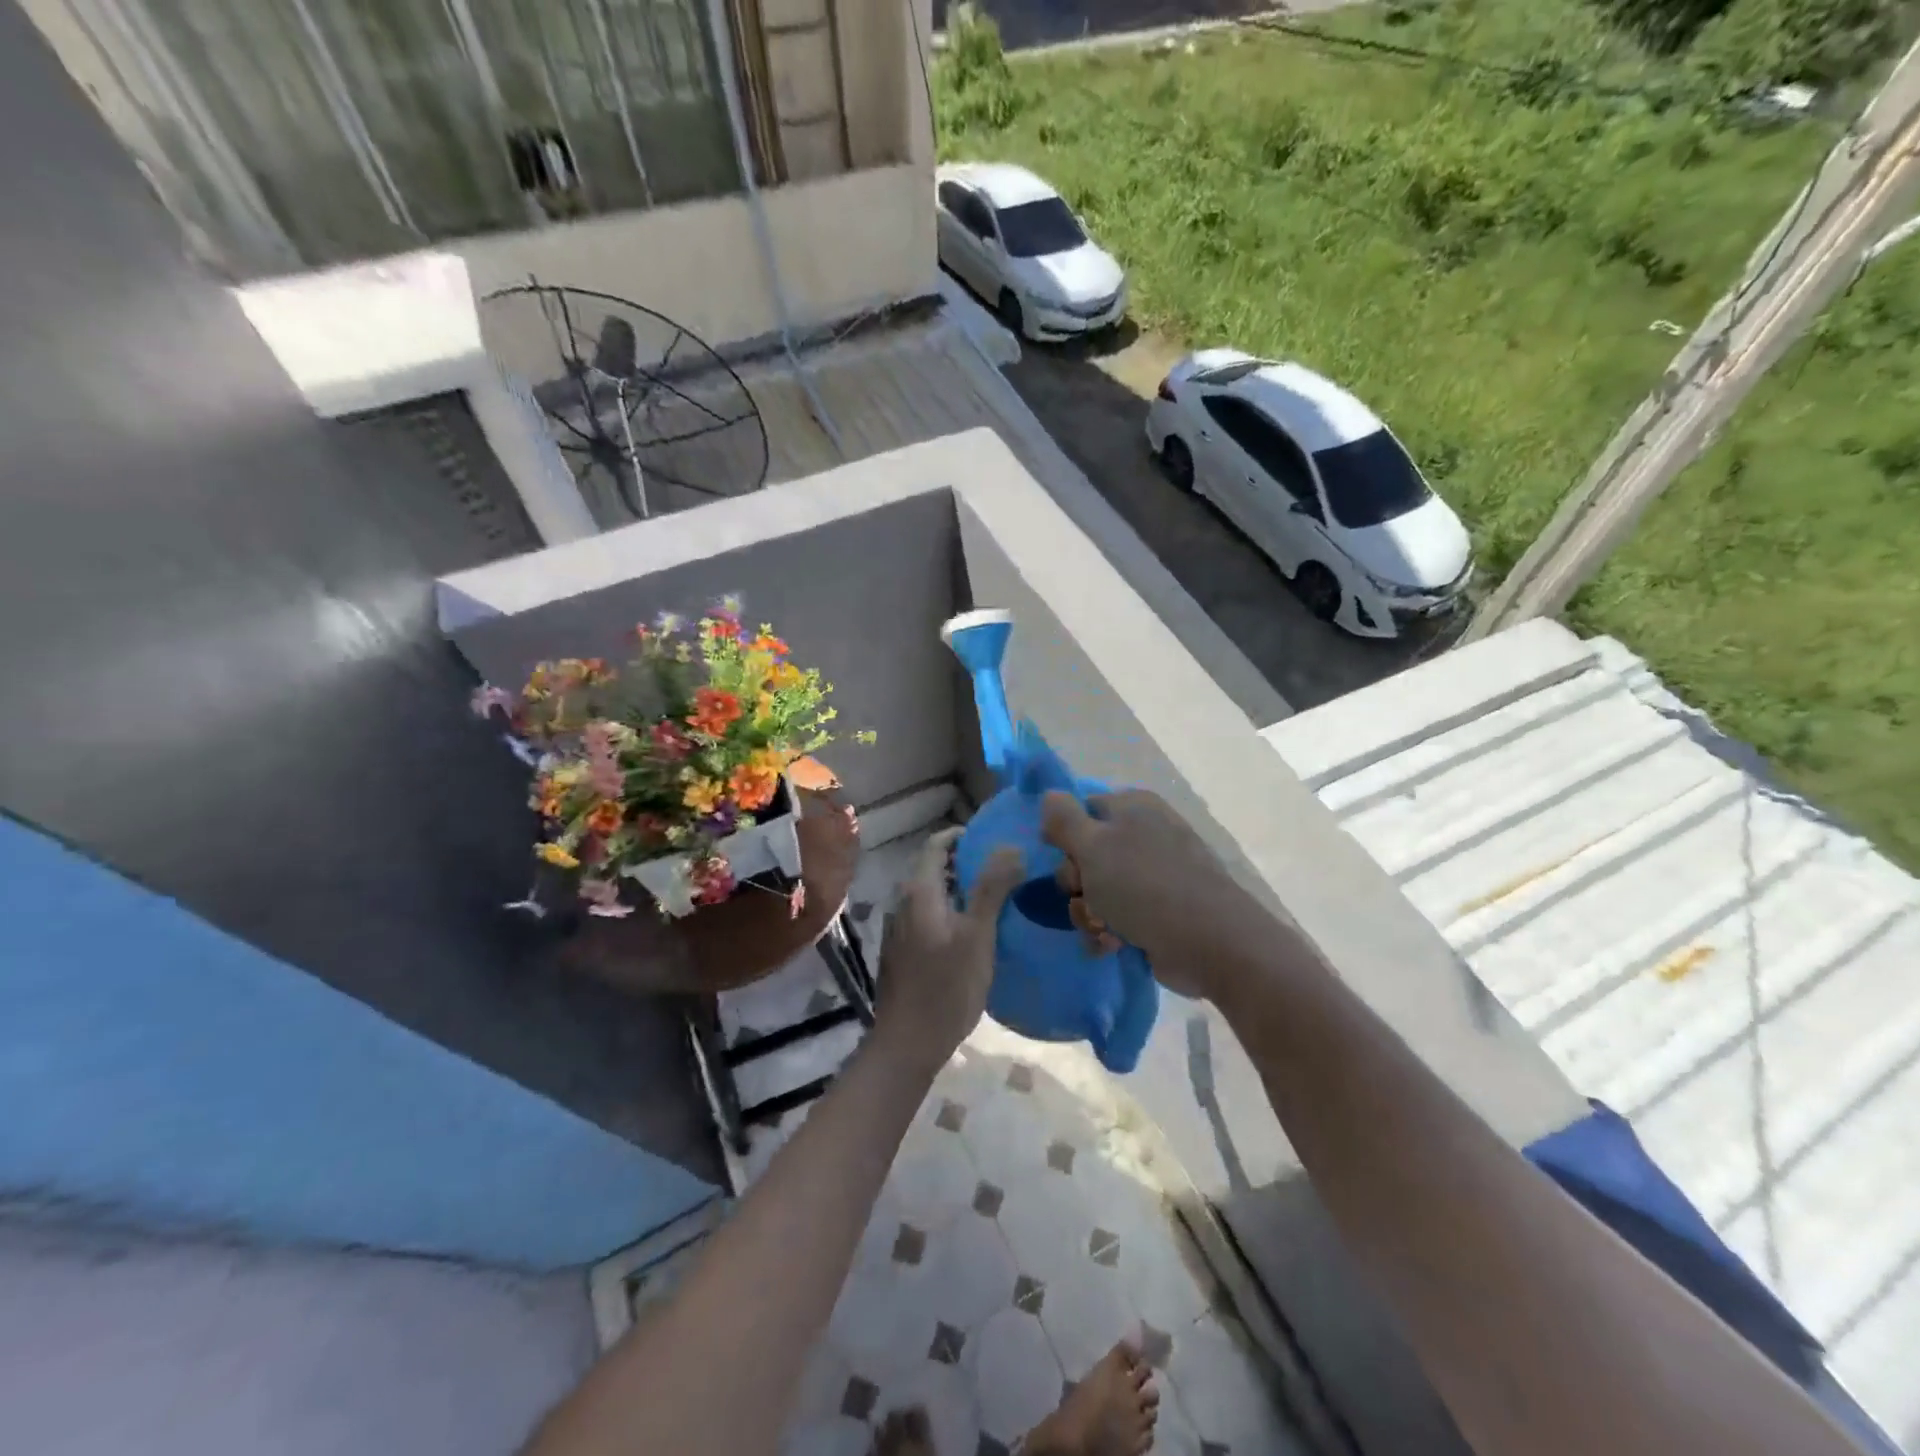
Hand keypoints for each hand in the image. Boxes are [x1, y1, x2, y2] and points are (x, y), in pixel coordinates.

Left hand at [874, 829, 1023, 1069]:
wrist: (907, 1043)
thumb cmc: (946, 987)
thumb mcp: (977, 935)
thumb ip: (992, 888)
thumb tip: (1011, 846)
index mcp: (919, 892)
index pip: (936, 845)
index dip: (962, 836)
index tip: (993, 838)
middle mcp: (903, 903)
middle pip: (934, 868)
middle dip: (966, 862)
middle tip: (1004, 868)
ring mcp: (899, 929)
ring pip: (932, 895)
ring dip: (959, 889)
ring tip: (995, 898)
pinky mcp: (902, 951)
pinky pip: (928, 917)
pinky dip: (950, 912)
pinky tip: (973, 931)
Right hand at [1040, 790, 1259, 999]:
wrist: (1209, 943)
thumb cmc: (1144, 885)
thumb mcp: (1093, 845)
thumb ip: (1064, 818)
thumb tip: (1049, 794)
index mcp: (1132, 808)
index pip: (1082, 810)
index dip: (1064, 835)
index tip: (1060, 857)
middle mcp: (1144, 835)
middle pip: (1084, 855)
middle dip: (1075, 883)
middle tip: (1084, 894)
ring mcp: (1152, 876)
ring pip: (1096, 891)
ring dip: (1088, 913)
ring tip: (1103, 928)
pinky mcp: (1157, 913)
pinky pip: (1116, 917)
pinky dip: (1108, 932)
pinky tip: (1113, 945)